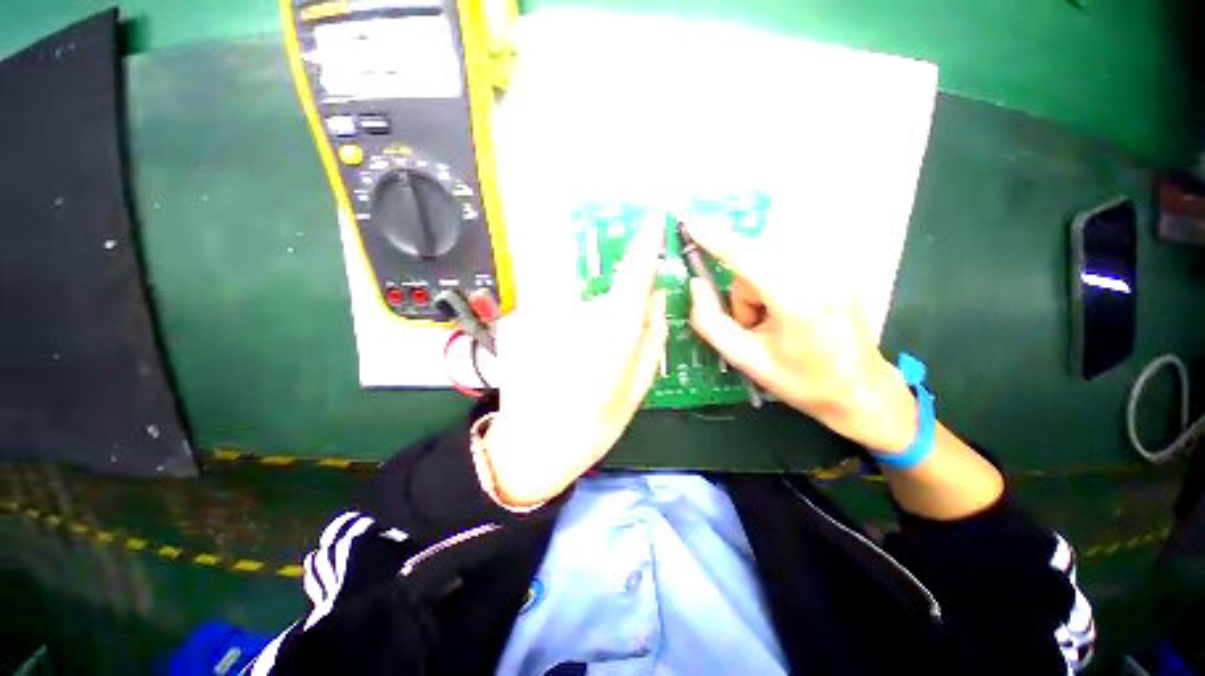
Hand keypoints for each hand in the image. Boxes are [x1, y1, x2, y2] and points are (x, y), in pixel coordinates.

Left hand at [483, 224, 668, 506]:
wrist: (529, 447)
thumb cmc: (592, 426)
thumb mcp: (637, 387)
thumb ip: (652, 336)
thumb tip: (656, 297)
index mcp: (612, 332)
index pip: (634, 274)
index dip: (645, 245)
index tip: (652, 222)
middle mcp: (576, 313)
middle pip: (602, 295)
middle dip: (608, 319)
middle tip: (601, 359)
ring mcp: (542, 314)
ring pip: (575, 307)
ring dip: (581, 332)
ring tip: (574, 369)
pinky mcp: (518, 320)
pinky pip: (551, 316)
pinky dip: (557, 335)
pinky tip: (552, 365)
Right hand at [685, 221, 917, 451]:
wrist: (861, 390)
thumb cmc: (801, 380)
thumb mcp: (744, 359)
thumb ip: (709, 321)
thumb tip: (696, 284)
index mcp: (796, 299)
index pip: (744, 256)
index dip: (714, 238)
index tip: (689, 222)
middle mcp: (819, 273)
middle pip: (753, 262)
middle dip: (743, 292)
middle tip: (754, 325)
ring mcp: (834, 268)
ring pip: (768, 263)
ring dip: (759, 290)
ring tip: (774, 323)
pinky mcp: (839, 268)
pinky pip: (786, 263)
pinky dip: (775, 284)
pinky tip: (790, 311)